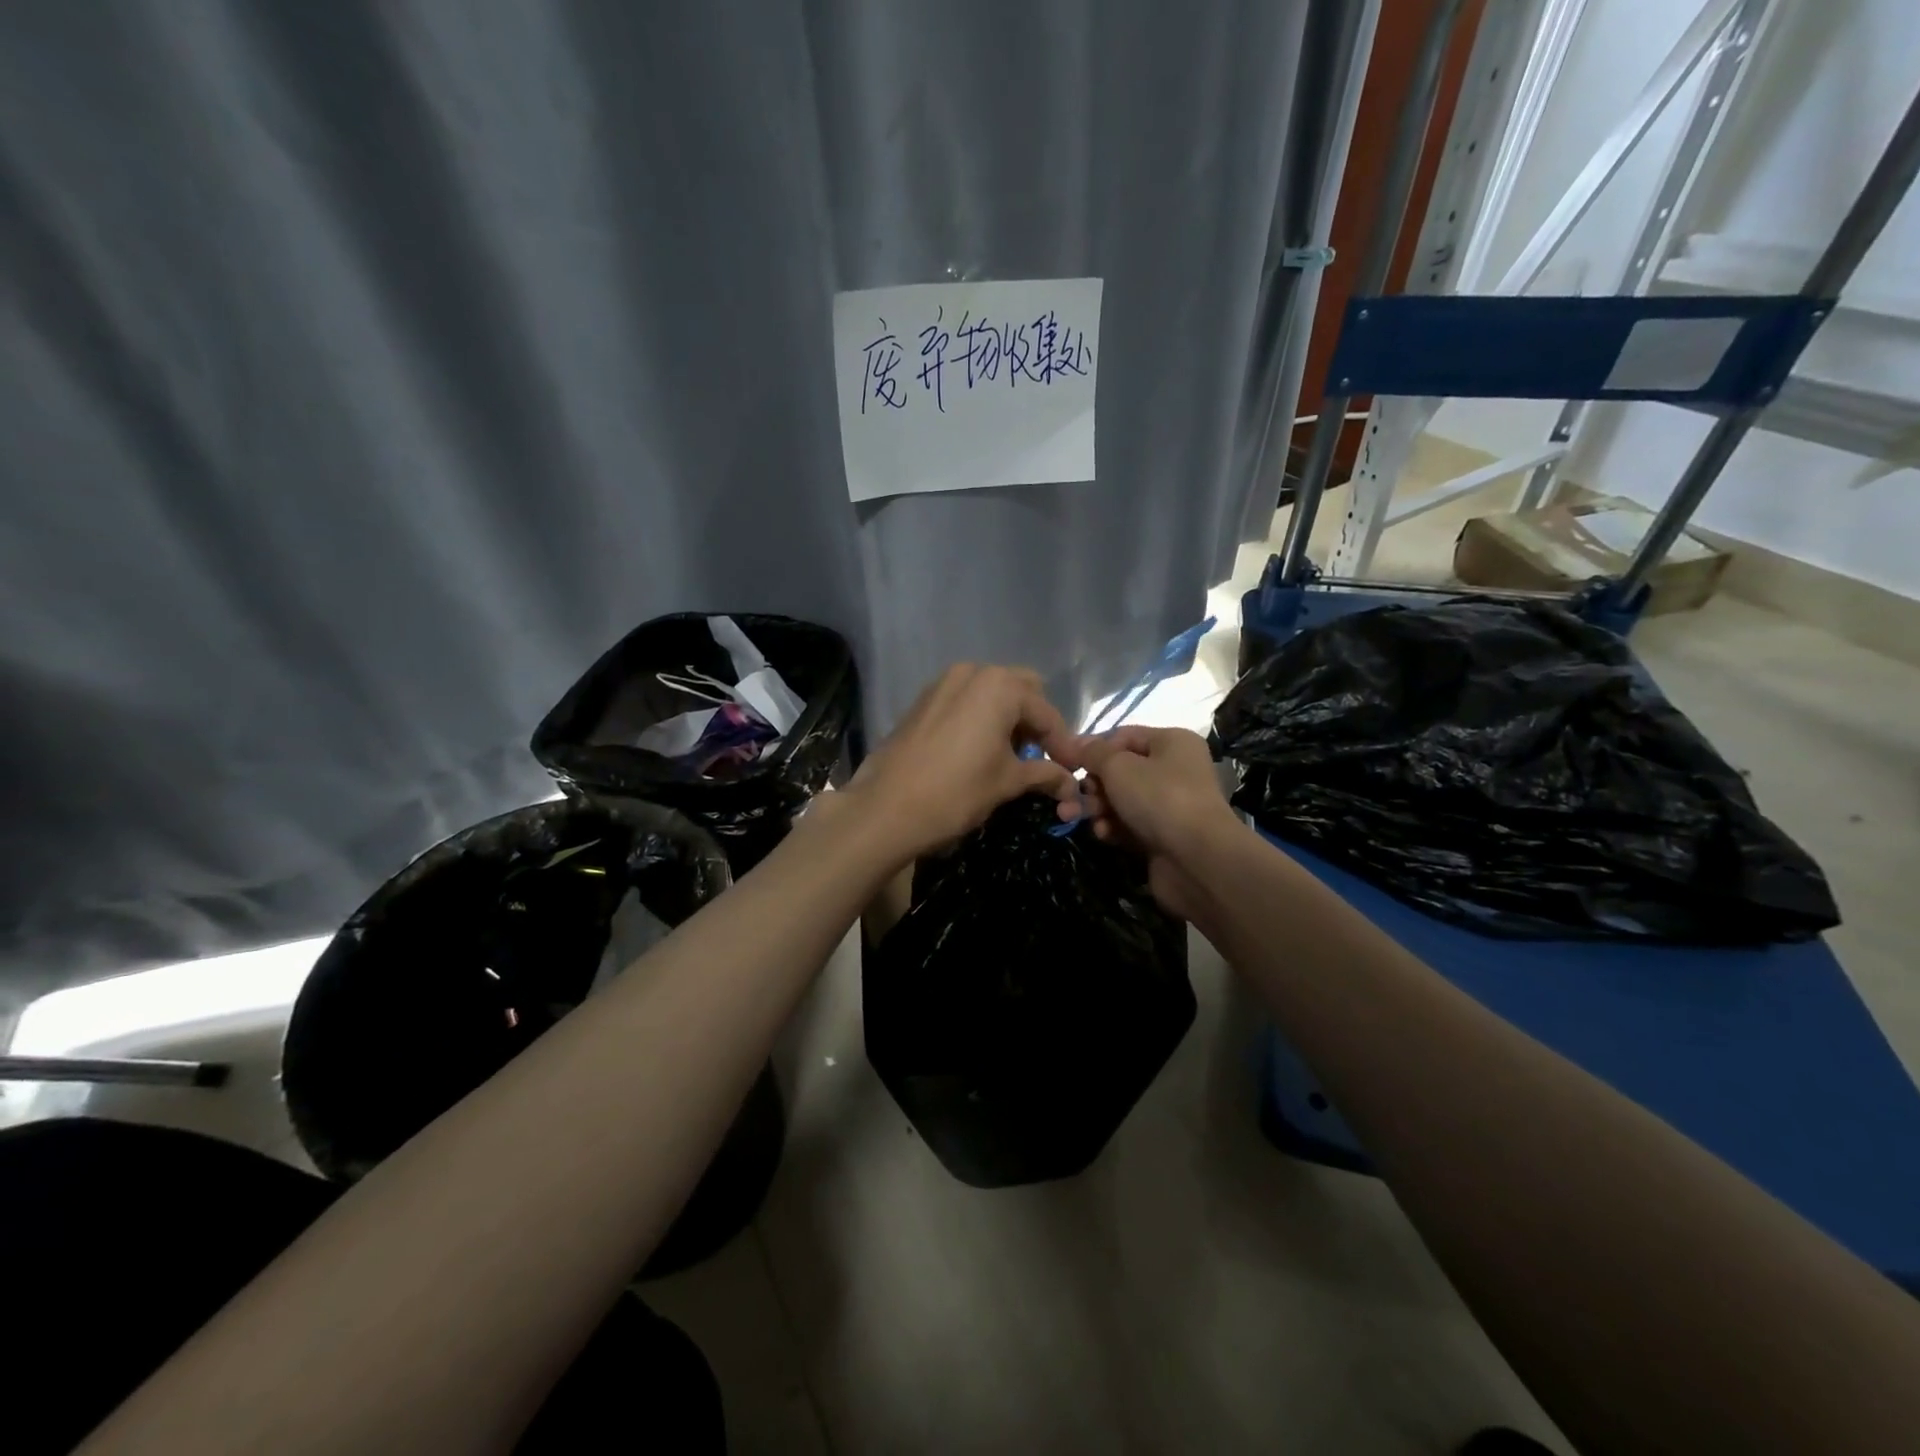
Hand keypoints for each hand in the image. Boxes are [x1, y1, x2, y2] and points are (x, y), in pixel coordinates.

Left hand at [844, 664, 1079, 863]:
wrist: (885, 808)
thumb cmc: (956, 792)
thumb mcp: (1007, 783)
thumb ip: (1045, 775)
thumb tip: (1071, 785)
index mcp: (1000, 686)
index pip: (1046, 713)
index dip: (1063, 745)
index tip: (1072, 772)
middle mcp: (973, 672)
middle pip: (1021, 691)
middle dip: (1035, 723)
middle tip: (1040, 758)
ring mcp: (943, 682)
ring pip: (991, 693)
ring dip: (1008, 719)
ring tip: (1011, 756)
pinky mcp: (923, 700)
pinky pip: (965, 700)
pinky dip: (981, 719)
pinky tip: (980, 750)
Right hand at [1057, 725, 1238, 919]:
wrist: (1197, 860)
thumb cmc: (1159, 798)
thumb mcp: (1118, 766)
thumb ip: (1093, 753)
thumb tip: (1076, 744)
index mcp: (1172, 743)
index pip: (1124, 736)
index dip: (1094, 749)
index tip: (1067, 764)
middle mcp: (1175, 770)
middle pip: (1121, 771)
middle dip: (1092, 785)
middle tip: (1072, 799)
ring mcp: (1171, 806)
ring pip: (1122, 800)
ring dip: (1098, 809)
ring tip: (1079, 819)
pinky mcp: (1164, 836)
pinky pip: (1130, 826)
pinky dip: (1114, 828)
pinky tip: (1104, 835)